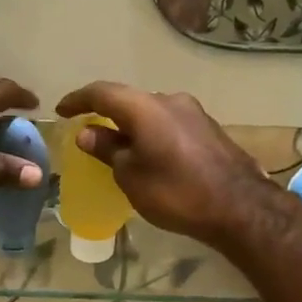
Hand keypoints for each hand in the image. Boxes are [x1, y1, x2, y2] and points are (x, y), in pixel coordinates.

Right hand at [55, 81, 280, 246]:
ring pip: (152, 112)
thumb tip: (88, 133)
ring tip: (119, 148)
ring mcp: (194, 113)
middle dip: (107, 114)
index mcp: (144, 107)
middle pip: (129, 101)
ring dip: (132, 126)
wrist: (240, 208)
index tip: (61, 111)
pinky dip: (152, 134)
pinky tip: (150, 155)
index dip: (78, 100)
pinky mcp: (209, 129)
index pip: (102, 93)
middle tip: (90, 133)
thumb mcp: (131, 176)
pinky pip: (170, 124)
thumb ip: (108, 150)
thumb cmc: (176, 193)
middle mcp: (170, 100)